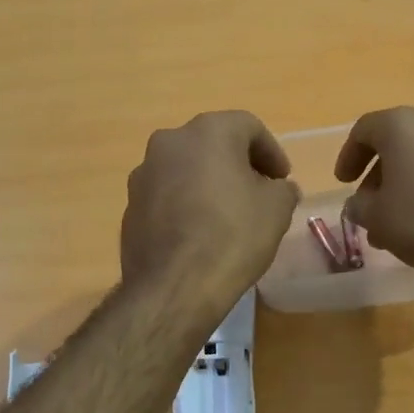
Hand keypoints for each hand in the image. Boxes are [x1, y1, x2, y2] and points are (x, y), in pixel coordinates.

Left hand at [121, 112, 300, 311]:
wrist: (174, 285)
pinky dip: (186, 204)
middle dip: (238, 165)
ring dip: (209, 183)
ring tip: (228, 214)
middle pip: (213, 144)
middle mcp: (170, 142)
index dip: (272, 152)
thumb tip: (279, 189)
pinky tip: (199, 233)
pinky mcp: (130, 206)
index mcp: (208, 131)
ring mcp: (144, 174)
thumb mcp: (276, 210)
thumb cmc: (232, 235)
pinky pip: (167, 195)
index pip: (249, 127)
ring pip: (186, 168)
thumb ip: (283, 190)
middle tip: (258, 192)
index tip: (282, 180)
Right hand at [336, 108, 413, 283]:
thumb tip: (359, 204)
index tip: (344, 183)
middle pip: (398, 142)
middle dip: (380, 175)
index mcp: (403, 125)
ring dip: (407, 184)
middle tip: (370, 205)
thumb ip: (359, 206)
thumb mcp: (376, 217)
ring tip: (397, 222)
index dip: (348, 156)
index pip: (364, 130)